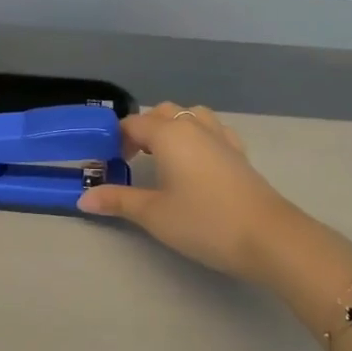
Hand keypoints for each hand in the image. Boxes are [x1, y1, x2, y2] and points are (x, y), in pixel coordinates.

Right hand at [78, 103, 305, 279]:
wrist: (268, 237)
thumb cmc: (204, 221)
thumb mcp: (154, 214)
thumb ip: (118, 201)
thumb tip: (83, 198)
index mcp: (169, 133)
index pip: (133, 123)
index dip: (116, 139)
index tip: (107, 163)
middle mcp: (194, 126)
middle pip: (162, 113)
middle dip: (142, 130)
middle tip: (131, 161)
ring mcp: (221, 137)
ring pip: (190, 116)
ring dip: (172, 128)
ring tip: (164, 156)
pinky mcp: (239, 154)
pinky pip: (213, 131)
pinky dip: (198, 137)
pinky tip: (197, 161)